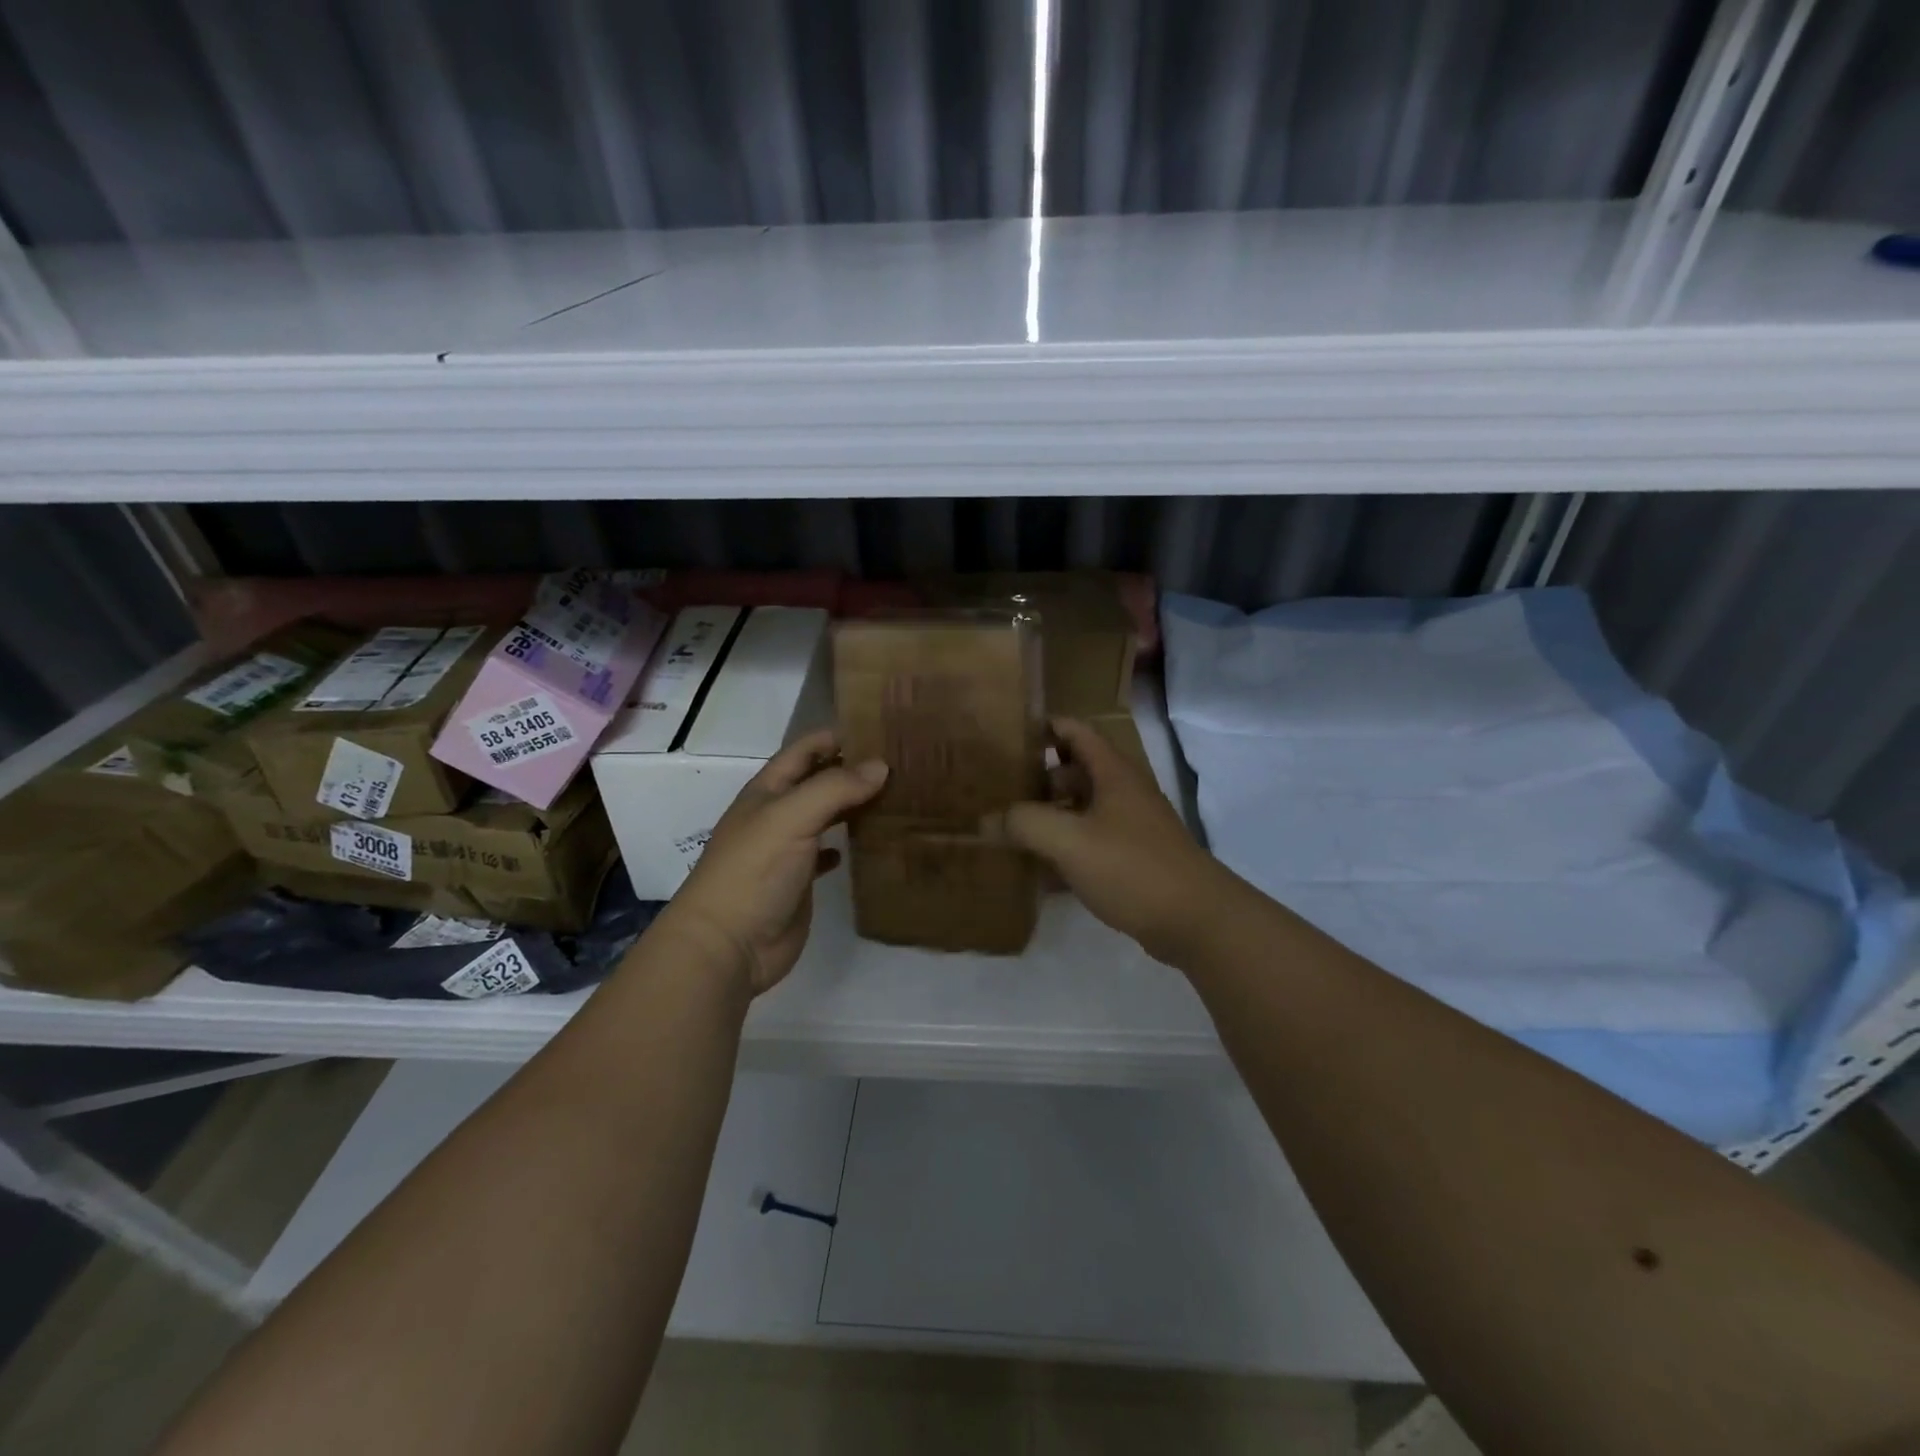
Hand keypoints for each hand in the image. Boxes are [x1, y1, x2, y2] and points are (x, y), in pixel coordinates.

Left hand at [661, 730, 888, 996]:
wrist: (728, 945)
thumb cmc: (754, 871)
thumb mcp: (792, 817)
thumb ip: (835, 788)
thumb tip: (881, 766)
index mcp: (768, 791)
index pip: (806, 750)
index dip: (838, 736)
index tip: (882, 731)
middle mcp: (777, 814)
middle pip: (818, 781)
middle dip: (853, 770)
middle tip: (903, 765)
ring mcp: (787, 849)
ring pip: (826, 816)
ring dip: (855, 806)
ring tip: (898, 797)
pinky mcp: (799, 881)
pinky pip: (827, 853)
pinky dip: (847, 845)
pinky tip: (871, 843)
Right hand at [1005, 718, 1232, 965]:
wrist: (1195, 920)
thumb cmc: (1131, 867)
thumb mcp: (1069, 841)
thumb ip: (1024, 824)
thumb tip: (987, 819)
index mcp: (1112, 773)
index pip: (1076, 731)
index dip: (1044, 727)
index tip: (1006, 735)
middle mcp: (1123, 792)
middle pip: (1074, 772)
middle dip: (1037, 779)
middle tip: (997, 790)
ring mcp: (1130, 827)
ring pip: (1081, 810)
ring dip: (1049, 817)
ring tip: (1008, 830)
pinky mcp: (1132, 860)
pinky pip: (1090, 844)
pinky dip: (1064, 851)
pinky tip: (1037, 872)